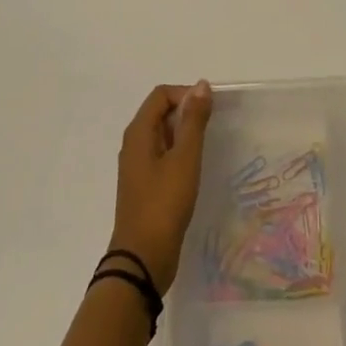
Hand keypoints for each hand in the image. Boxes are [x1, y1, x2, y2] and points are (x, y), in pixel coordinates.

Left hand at [108, 81, 212, 295]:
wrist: (142, 260)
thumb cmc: (164, 204)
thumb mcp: (185, 158)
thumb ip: (193, 120)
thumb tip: (201, 85)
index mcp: (138, 132)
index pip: (161, 95)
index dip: (186, 94)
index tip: (209, 110)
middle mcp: (133, 144)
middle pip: (160, 112)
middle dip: (187, 113)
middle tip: (212, 128)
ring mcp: (137, 166)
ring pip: (162, 135)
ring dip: (184, 134)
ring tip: (207, 148)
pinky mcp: (144, 185)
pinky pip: (162, 155)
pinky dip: (178, 153)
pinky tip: (194, 170)